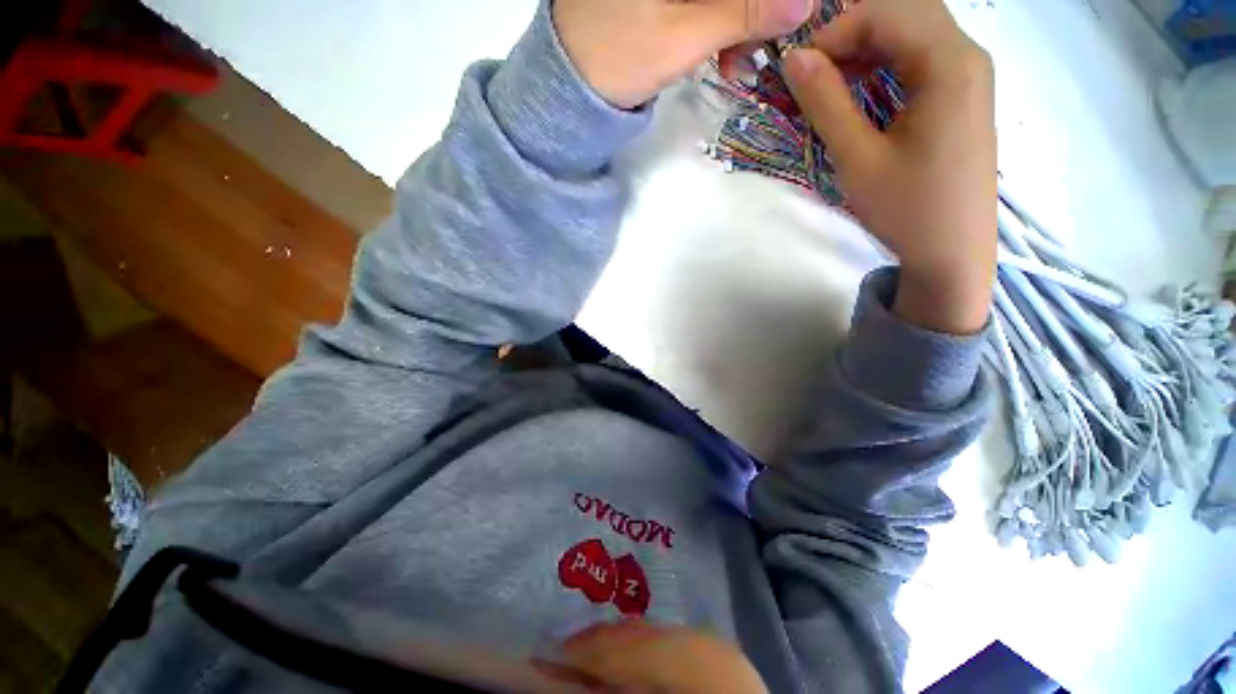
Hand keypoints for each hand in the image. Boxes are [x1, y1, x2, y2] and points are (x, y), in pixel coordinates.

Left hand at [553, 0, 816, 108]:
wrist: (572, 88)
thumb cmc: (617, 58)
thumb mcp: (683, 37)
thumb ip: (743, 13)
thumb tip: (803, 3)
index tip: (789, 13)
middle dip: (754, 8)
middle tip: (762, 45)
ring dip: (740, 19)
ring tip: (736, 61)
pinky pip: (704, 2)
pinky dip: (719, 22)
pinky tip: (722, 53)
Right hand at [782, 0, 995, 334]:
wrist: (952, 252)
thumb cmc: (907, 208)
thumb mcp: (858, 158)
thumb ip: (827, 103)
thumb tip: (795, 59)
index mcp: (949, 64)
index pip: (887, 12)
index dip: (835, 31)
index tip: (798, 70)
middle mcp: (967, 55)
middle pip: (904, 13)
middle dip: (851, 34)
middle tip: (812, 73)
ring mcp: (968, 75)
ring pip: (913, 33)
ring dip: (867, 48)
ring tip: (830, 83)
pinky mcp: (962, 95)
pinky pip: (921, 59)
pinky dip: (885, 65)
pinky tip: (861, 92)